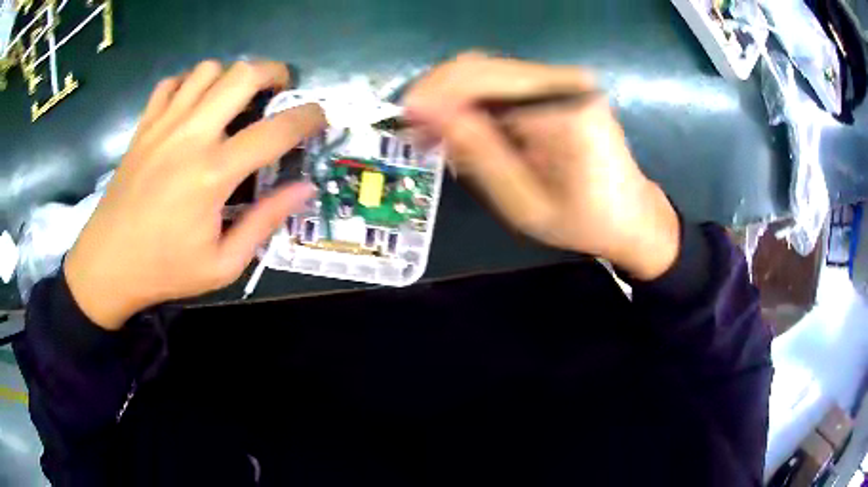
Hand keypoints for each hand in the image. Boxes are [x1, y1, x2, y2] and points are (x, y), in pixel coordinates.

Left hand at [65, 60, 325, 329]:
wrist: (107, 264)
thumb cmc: (165, 269)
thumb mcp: (223, 264)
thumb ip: (265, 222)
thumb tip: (304, 189)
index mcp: (213, 174)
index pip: (275, 131)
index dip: (308, 118)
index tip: (320, 119)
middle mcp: (190, 136)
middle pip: (242, 75)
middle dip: (273, 73)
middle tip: (279, 90)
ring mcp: (163, 125)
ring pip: (207, 70)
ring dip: (230, 77)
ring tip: (233, 99)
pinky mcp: (143, 126)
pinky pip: (171, 83)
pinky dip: (189, 84)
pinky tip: (192, 106)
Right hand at [404, 53, 679, 280]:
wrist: (633, 217)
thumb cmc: (583, 221)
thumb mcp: (522, 201)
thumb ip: (475, 151)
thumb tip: (424, 111)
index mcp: (561, 107)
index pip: (480, 76)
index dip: (434, 93)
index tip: (405, 122)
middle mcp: (564, 81)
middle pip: (480, 66)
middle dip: (440, 95)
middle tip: (418, 133)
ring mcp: (564, 80)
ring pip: (487, 72)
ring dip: (455, 99)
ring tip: (439, 137)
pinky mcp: (560, 87)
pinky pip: (504, 83)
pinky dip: (477, 102)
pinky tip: (467, 129)